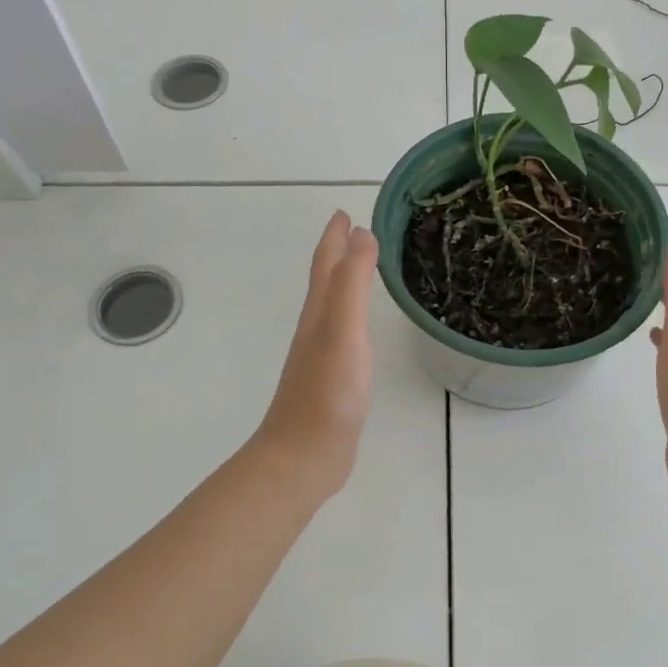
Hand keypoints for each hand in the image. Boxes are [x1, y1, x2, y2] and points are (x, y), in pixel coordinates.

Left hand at [252, 210, 379, 500]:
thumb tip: (362, 233)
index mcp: (319, 312)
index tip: (343, 211)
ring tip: (362, 270)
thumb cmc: (327, 391)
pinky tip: (362, 330)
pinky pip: (344, 335)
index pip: (326, 263)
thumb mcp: (343, 329)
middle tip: (355, 231)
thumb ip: (352, 282)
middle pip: (326, 281)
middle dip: (338, 253)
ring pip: (333, 307)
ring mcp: (323, 356)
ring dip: (344, 283)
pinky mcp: (333, 381)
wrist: (304, 455)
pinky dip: (352, 318)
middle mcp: (317, 329)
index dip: (334, 236)